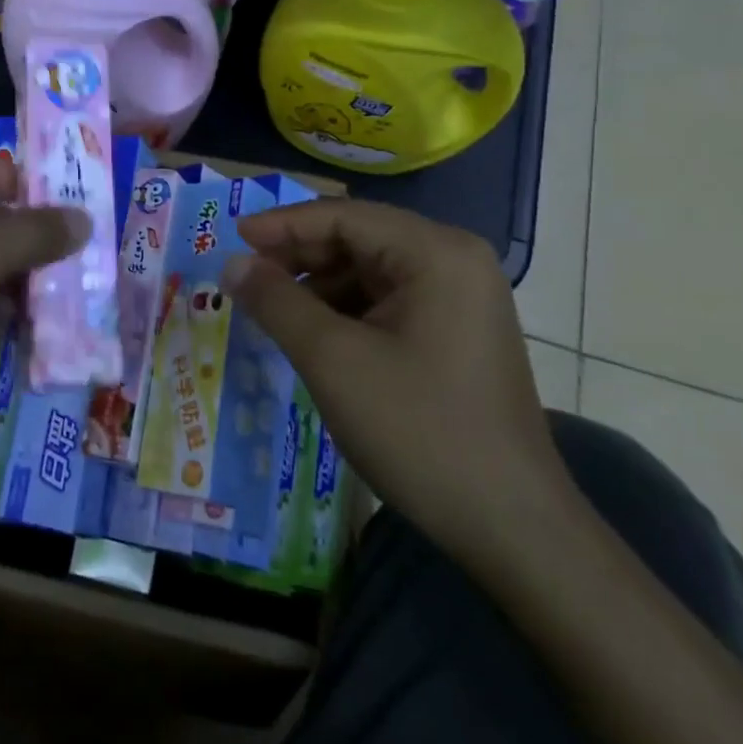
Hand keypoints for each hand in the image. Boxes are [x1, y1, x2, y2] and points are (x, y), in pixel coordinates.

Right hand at [225, 199, 570, 562]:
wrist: (510, 527)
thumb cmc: (419, 430)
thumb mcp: (332, 360)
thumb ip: (276, 302)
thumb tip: (231, 264)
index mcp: (436, 253)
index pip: (344, 216)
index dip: (283, 224)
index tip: (233, 239)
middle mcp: (454, 262)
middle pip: (359, 239)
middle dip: (299, 256)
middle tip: (246, 277)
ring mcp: (460, 299)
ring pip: (369, 272)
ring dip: (317, 286)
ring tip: (271, 310)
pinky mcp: (456, 333)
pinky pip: (387, 302)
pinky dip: (344, 311)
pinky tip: (313, 336)